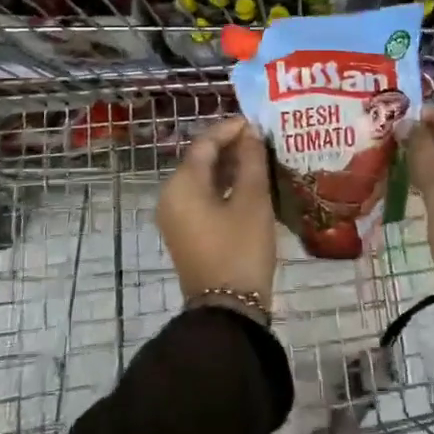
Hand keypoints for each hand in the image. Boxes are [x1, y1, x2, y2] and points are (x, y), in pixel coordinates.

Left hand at [156, 115, 278, 309]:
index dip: (231, 129)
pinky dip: (223, 187)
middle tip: (263, 140)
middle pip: (200, 160)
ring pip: (202, 180)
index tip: (258, 123)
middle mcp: (171, 196)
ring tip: (260, 158)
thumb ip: (251, 161)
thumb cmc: (240, 249)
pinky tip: (249, 185)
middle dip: (230, 147)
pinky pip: (202, 198)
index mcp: (181, 185)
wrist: (227, 310)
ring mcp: (176, 217)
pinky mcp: (185, 233)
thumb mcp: (252, 200)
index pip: (204, 143)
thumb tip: (251, 133)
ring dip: (229, 167)